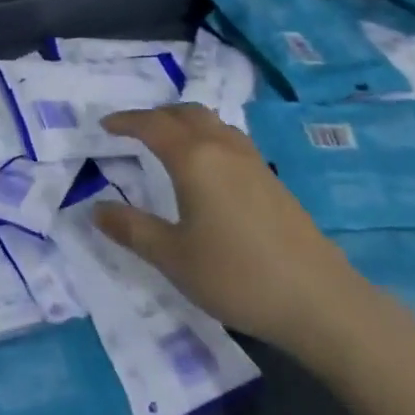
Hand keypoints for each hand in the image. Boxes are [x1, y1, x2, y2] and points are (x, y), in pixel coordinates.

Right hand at [94, 105, 367, 357]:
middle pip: (185, 113)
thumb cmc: (237, 276)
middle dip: (155, 115)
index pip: (152, 125)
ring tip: (168, 141)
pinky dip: (208, 137)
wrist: (320, 301)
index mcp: (194, 159)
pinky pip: (230, 139)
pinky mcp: (272, 180)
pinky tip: (208, 167)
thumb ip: (132, 229)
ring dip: (185, 122)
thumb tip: (95, 209)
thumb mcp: (173, 257)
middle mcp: (223, 148)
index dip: (125, 121)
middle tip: (133, 130)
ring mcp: (253, 161)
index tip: (104, 125)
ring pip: (212, 123)